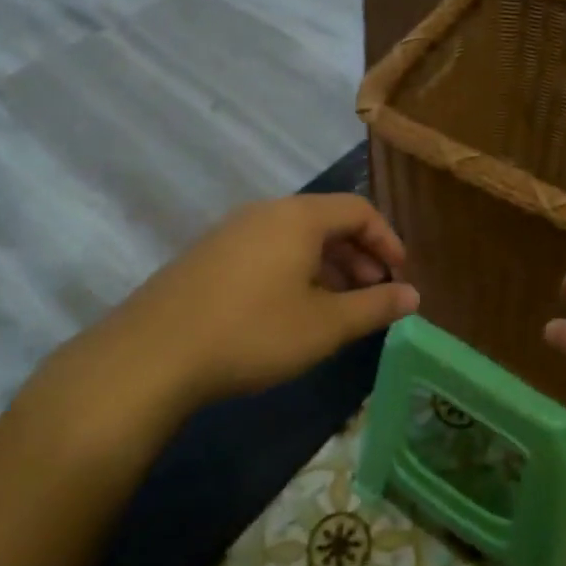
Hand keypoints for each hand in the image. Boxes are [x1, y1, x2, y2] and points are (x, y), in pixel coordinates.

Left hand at [21, 195, 417, 459]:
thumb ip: (374, 307)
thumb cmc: (252, 333)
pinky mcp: (208, 255)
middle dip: (358, 255)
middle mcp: (266, 212)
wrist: (151, 355)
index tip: (400, 274)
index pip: (359, 210)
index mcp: (299, 217)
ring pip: (295, 238)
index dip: (387, 239)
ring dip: (327, 265)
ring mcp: (232, 231)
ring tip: (338, 306)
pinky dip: (294, 270)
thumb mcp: (324, 326)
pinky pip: (267, 250)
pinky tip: (291, 310)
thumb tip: (414, 295)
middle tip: (374, 292)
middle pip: (327, 220)